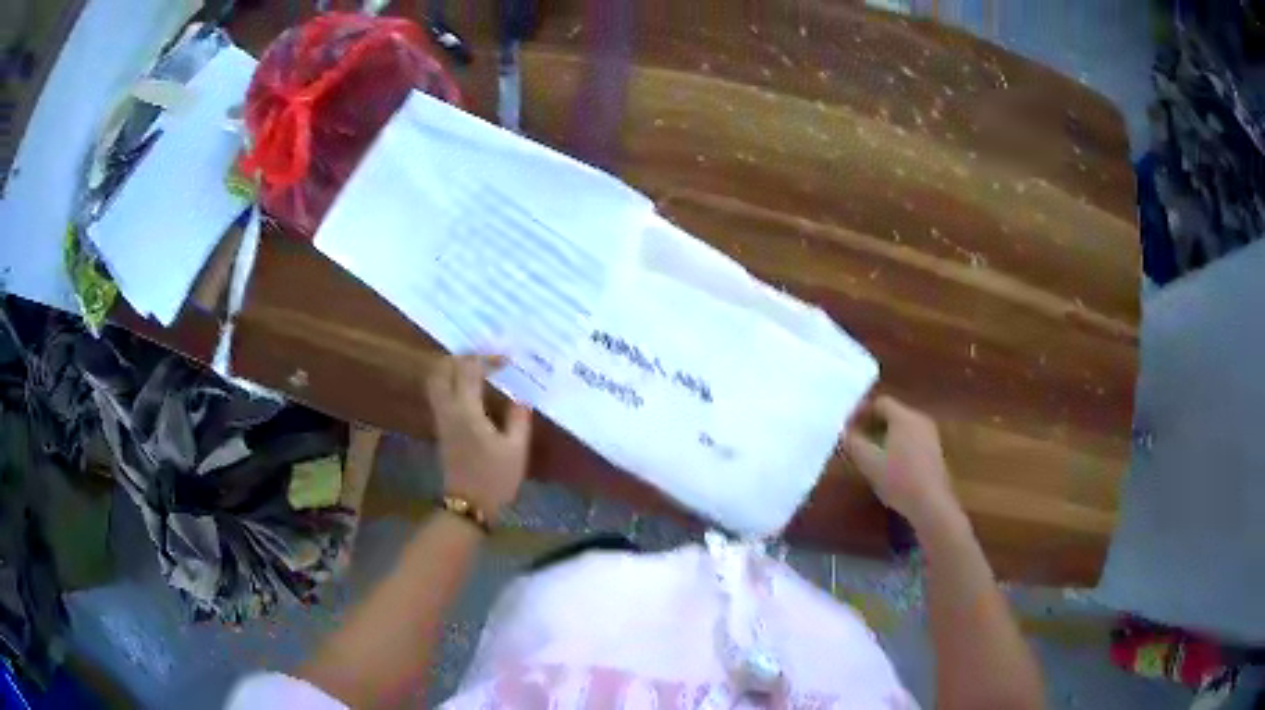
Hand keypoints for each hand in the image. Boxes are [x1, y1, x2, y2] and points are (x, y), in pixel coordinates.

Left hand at [426, 355, 532, 516]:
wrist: (468, 506)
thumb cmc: (494, 479)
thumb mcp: (516, 450)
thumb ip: (519, 419)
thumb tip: (520, 398)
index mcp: (466, 411)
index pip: (469, 369)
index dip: (487, 357)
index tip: (507, 358)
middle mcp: (448, 409)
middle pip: (442, 369)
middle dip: (462, 356)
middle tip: (485, 355)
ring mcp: (441, 419)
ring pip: (437, 380)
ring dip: (454, 367)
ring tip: (478, 367)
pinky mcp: (441, 428)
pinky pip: (440, 393)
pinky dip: (452, 382)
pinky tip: (472, 388)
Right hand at [842, 395, 960, 528]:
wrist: (931, 503)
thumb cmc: (899, 479)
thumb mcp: (869, 463)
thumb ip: (853, 443)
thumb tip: (844, 432)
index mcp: (904, 417)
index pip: (880, 403)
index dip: (861, 411)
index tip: (847, 427)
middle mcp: (920, 419)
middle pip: (893, 413)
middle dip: (872, 423)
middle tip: (856, 438)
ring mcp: (930, 435)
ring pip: (903, 426)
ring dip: (885, 435)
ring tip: (871, 452)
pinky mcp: (935, 451)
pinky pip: (912, 438)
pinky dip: (898, 444)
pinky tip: (890, 464)